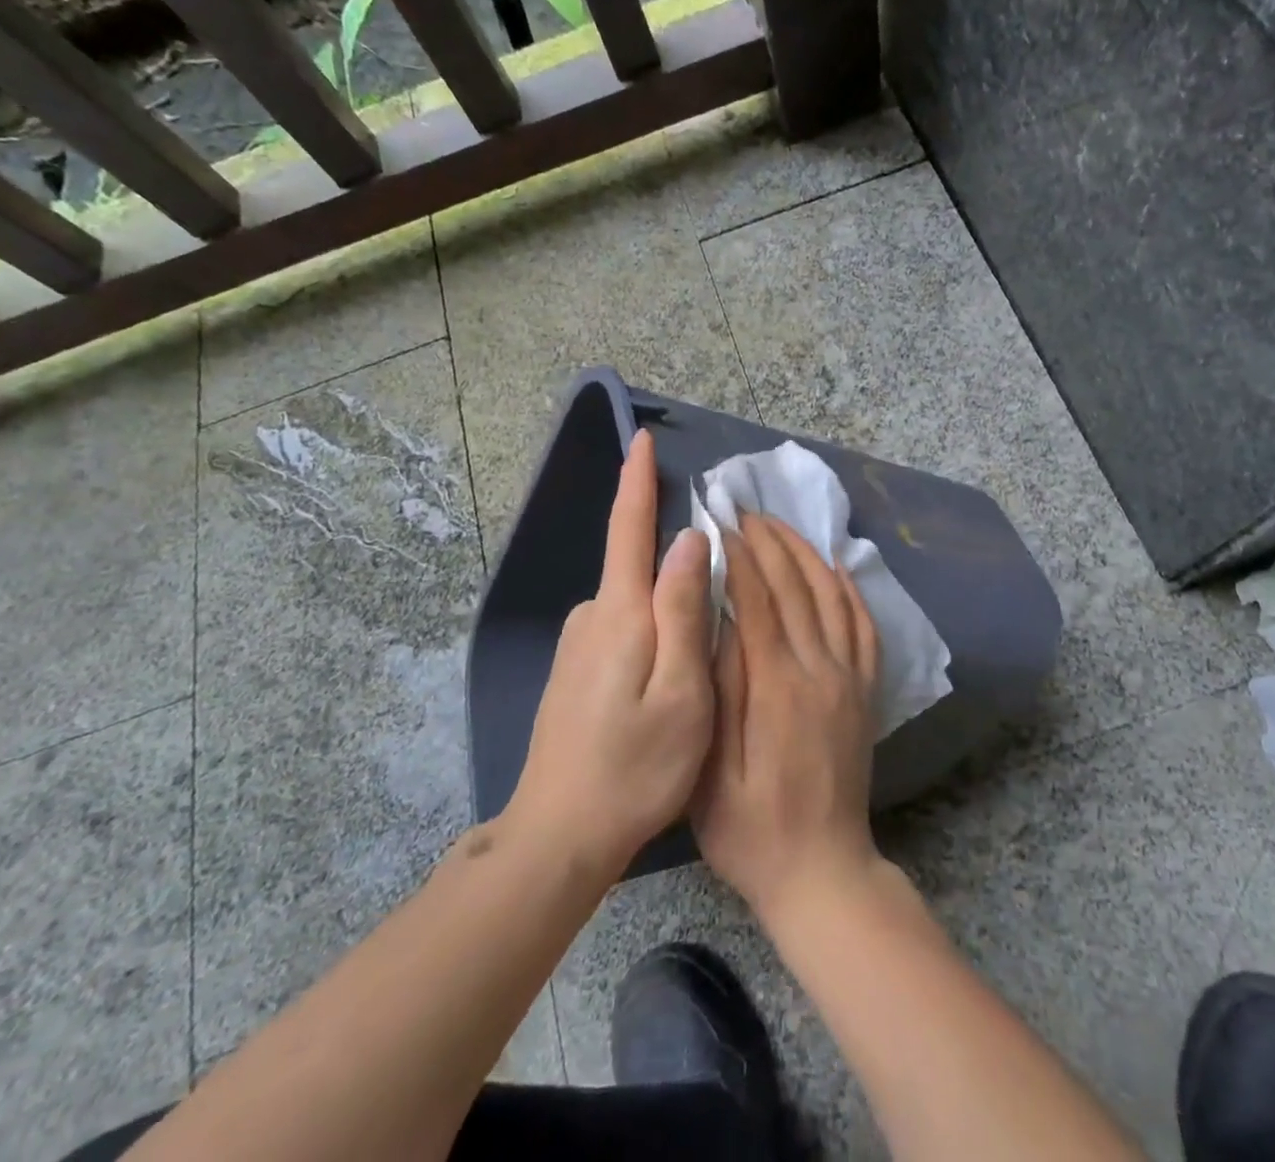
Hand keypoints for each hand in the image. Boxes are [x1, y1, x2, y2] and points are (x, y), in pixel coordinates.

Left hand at [506, 430, 713, 878]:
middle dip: (676, 571)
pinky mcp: (573, 671)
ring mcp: (577, 645)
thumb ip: (683, 608)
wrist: (559, 835)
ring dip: (667, 619)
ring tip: (695, 678)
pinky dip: (650, 641)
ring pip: (636, 608)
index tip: (640, 438)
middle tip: (716, 627)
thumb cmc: (635, 766)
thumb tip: (688, 538)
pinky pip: (623, 633)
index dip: (636, 480)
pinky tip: (662, 691)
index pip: (628, 527)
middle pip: (638, 569)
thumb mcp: (682, 690)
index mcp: (620, 613)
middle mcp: (592, 616)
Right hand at [691, 514, 882, 925]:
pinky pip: (864, 626)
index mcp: (778, 688)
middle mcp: (821, 671)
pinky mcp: (866, 692)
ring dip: (805, 554)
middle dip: (769, 542)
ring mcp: (850, 680)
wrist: (824, 873)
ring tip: (779, 526)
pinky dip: (850, 589)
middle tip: (744, 511)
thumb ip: (720, 692)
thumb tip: (719, 621)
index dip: (738, 556)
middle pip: (796, 587)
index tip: (719, 523)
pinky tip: (835, 567)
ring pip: (832, 596)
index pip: (757, 600)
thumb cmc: (752, 832)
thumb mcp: (712, 773)